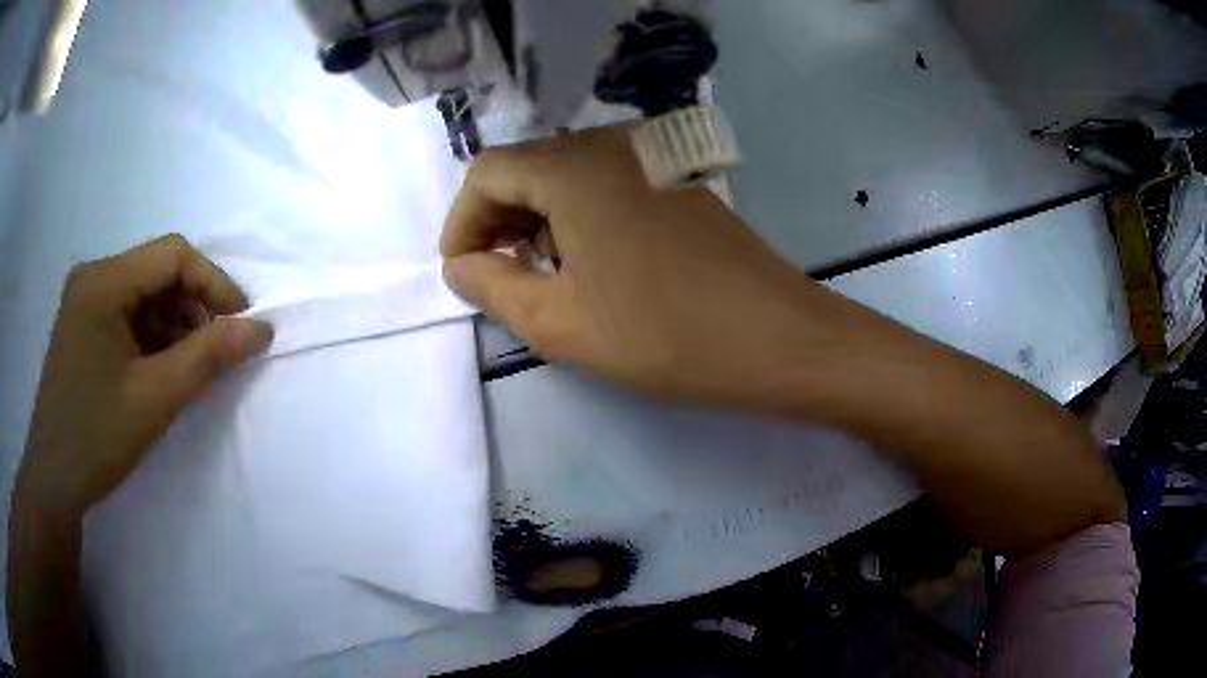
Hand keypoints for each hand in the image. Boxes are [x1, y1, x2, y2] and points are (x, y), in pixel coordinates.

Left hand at [16, 235, 272, 518]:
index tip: (241, 326)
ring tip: (187, 371)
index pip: (172, 255)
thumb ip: (209, 358)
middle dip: (193, 309)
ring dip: (174, 327)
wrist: (54, 480)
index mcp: (103, 281)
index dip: (214, 284)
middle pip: (158, 272)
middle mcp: (93, 278)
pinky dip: (152, 339)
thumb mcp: (155, 399)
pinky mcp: (84, 326)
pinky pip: (129, 316)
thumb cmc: (97, 438)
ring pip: (145, 295)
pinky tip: (159, 374)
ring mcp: (86, 302)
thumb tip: (261, 328)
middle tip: (214, 356)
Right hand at [442, 127, 845, 406]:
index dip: (463, 223)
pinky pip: (605, 185)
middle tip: (496, 280)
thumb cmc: (664, 334)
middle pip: (526, 169)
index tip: (463, 274)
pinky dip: (578, 218)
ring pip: (566, 177)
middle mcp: (610, 144)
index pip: (487, 173)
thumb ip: (492, 288)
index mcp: (573, 166)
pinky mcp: (677, 179)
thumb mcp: (559, 323)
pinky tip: (589, 264)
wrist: (778, 338)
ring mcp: (650, 157)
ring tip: (542, 279)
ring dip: (538, 223)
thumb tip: (462, 266)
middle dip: (498, 223)